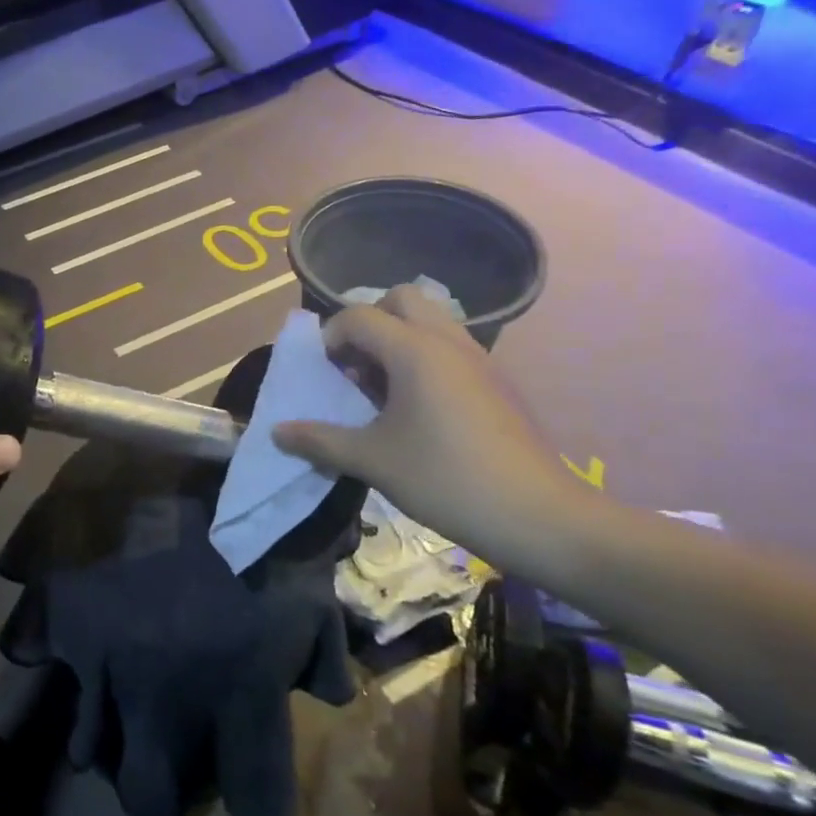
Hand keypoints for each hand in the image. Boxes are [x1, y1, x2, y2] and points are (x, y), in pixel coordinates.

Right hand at [271, 285, 588, 566]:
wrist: (538, 516)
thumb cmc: (445, 479)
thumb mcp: (372, 460)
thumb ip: (319, 440)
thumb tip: (276, 433)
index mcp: (414, 350)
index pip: (357, 316)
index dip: (330, 339)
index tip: (323, 375)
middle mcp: (447, 341)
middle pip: (400, 299)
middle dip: (369, 322)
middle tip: (356, 367)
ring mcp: (478, 358)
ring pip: (431, 320)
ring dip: (398, 340)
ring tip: (383, 390)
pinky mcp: (496, 381)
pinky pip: (451, 347)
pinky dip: (425, 358)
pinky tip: (418, 409)